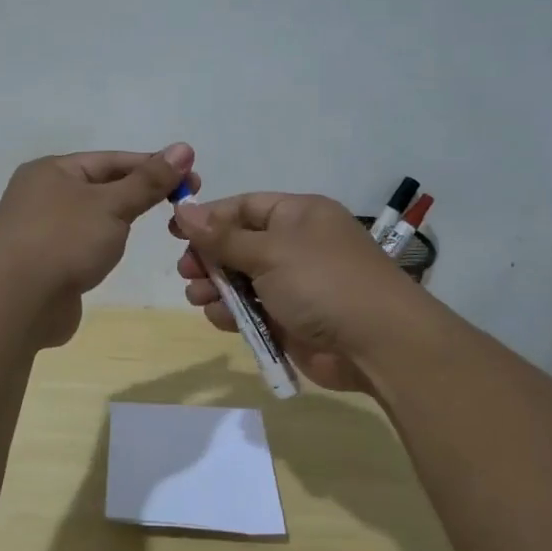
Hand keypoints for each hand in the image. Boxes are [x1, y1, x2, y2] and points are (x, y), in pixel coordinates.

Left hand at [0, 144, 197, 346]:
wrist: (15, 303)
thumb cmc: (64, 241)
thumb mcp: (112, 205)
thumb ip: (149, 180)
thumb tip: (183, 148)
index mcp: (52, 170)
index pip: (112, 160)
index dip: (154, 166)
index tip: (192, 178)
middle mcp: (42, 194)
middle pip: (101, 186)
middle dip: (140, 193)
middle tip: (183, 204)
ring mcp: (39, 230)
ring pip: (92, 217)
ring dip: (120, 220)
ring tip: (155, 227)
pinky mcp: (44, 263)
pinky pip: (81, 244)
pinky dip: (102, 245)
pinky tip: (116, 254)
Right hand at [171, 192, 430, 391]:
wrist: (376, 343)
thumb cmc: (322, 282)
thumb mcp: (269, 252)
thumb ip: (222, 236)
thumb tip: (183, 208)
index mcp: (298, 215)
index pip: (244, 207)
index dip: (208, 217)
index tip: (175, 231)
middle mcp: (295, 245)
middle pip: (238, 244)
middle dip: (208, 257)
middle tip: (186, 271)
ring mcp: (293, 284)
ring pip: (240, 280)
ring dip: (214, 288)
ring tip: (196, 296)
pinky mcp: (289, 319)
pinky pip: (250, 310)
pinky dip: (232, 313)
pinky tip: (219, 318)